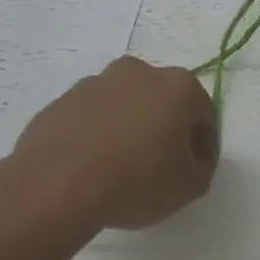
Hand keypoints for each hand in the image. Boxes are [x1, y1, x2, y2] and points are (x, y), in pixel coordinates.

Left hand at [4, 57, 218, 239]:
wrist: (55, 187)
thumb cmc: (136, 181)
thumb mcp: (189, 187)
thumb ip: (201, 169)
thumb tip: (191, 161)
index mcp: (179, 86)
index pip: (203, 116)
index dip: (202, 147)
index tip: (192, 172)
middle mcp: (140, 72)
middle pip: (162, 103)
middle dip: (164, 130)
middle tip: (158, 168)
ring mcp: (96, 83)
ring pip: (124, 107)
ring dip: (128, 129)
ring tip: (118, 170)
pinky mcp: (61, 101)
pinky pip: (90, 118)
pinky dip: (96, 136)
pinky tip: (90, 168)